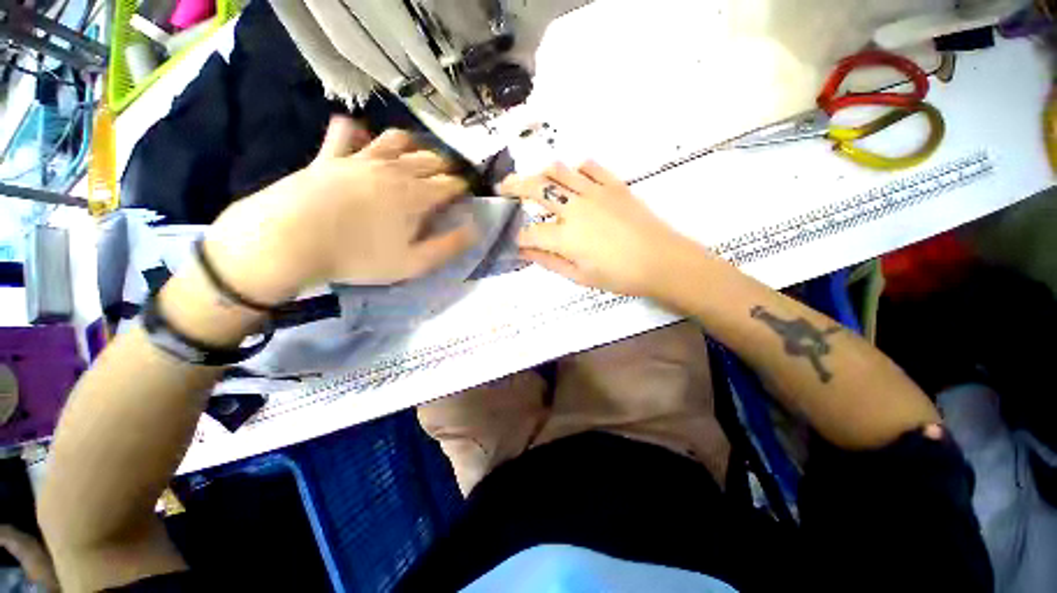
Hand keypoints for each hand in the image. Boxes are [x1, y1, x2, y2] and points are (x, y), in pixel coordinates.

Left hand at [205, 118, 475, 303]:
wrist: (290, 240)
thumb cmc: (359, 256)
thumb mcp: (414, 263)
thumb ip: (449, 246)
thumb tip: (475, 229)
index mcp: (417, 195)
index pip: (451, 184)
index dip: (464, 187)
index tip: (468, 194)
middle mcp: (394, 170)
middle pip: (430, 158)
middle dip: (445, 166)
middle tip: (449, 177)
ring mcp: (361, 158)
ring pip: (396, 140)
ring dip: (412, 145)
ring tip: (416, 156)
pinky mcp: (330, 156)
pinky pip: (344, 132)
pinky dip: (355, 131)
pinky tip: (359, 136)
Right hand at [501, 161, 713, 298]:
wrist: (662, 261)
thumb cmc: (620, 276)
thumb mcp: (580, 277)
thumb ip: (549, 262)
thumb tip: (525, 251)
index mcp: (565, 236)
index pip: (529, 232)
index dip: (518, 236)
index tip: (515, 239)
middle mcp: (575, 208)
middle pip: (535, 188)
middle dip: (513, 186)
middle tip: (503, 188)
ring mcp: (595, 192)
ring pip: (559, 171)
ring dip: (542, 174)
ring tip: (536, 182)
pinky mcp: (614, 184)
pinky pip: (589, 167)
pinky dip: (576, 170)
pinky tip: (574, 180)